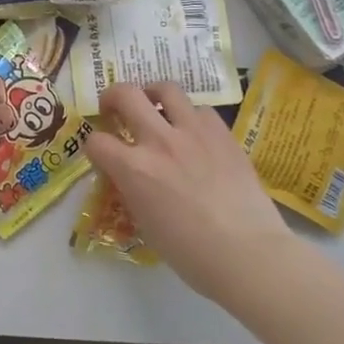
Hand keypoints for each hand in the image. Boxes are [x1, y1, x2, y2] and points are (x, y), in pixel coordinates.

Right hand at [86, 82, 291, 299]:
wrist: (249, 254)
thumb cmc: (190, 253)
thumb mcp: (144, 223)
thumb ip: (131, 190)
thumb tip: (129, 177)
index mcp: (134, 169)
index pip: (96, 141)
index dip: (94, 147)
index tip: (101, 156)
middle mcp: (159, 141)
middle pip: (125, 94)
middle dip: (112, 97)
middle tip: (114, 109)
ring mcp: (194, 133)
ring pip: (166, 89)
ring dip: (153, 94)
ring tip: (155, 107)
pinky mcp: (223, 135)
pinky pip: (201, 110)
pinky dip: (190, 116)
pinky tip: (193, 132)